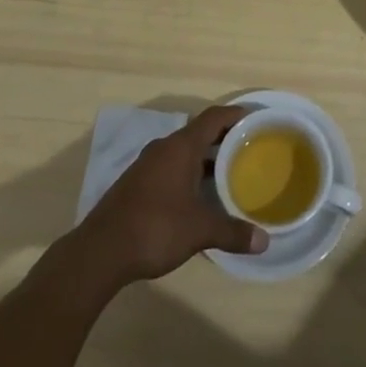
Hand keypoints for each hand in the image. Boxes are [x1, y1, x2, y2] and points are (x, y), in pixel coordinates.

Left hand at [75, 105, 268, 285]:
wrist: (101, 251)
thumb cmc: (155, 228)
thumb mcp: (199, 230)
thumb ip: (232, 232)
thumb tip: (264, 241)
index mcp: (181, 147)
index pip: (213, 117)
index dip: (235, 115)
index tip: (255, 119)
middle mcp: (164, 147)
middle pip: (199, 132)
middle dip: (223, 139)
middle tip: (248, 149)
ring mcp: (147, 164)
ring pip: (183, 151)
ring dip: (205, 158)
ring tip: (228, 173)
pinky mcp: (137, 183)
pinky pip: (170, 166)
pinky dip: (188, 172)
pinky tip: (198, 195)